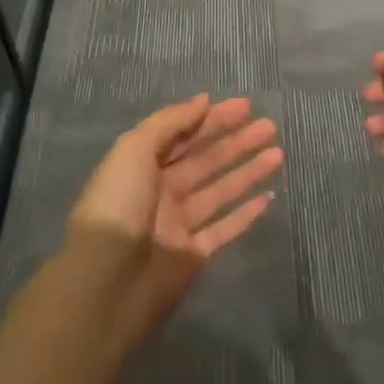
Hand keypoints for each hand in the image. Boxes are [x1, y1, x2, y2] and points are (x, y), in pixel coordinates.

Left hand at [66, 94, 282, 334]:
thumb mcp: (135, 149)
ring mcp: (178, 224)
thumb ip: (170, 122)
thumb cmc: (118, 205)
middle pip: (205, 159)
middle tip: (269, 126)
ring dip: (248, 171)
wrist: (106, 281)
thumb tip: (203, 102)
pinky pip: (224, 229)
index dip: (214, 119)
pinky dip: (245, 214)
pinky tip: (268, 197)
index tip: (246, 106)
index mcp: (143, 164)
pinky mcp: (192, 256)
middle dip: (236, 141)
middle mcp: (161, 191)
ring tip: (278, 153)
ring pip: (220, 190)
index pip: (184, 134)